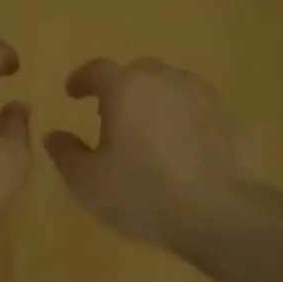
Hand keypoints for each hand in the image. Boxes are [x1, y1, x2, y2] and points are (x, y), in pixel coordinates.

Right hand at [44, 57, 248, 250]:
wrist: (217, 212)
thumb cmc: (142, 192)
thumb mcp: (87, 181)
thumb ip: (65, 153)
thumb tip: (54, 136)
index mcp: (126, 88)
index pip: (97, 69)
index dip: (81, 79)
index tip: (72, 92)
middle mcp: (165, 80)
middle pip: (137, 73)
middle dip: (119, 89)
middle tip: (108, 115)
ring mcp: (202, 95)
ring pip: (169, 87)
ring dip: (153, 101)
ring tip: (145, 130)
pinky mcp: (228, 118)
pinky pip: (195, 108)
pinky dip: (181, 118)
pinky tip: (178, 146)